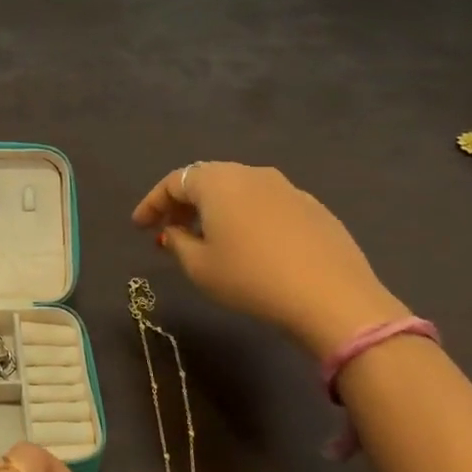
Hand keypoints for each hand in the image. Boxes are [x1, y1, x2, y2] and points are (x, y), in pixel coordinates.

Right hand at [132, 161, 405, 354]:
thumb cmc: (250, 278)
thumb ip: (177, 243)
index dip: (152, 203)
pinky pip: (266, 205)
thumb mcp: (199, 267)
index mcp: (218, 182)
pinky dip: (246, 218)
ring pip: (238, 191)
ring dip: (215, 210)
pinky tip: (248, 246)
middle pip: (207, 180)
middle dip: (183, 204)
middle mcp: (251, 174)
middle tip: (168, 229)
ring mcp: (287, 189)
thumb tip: (173, 231)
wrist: (332, 297)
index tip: (139, 226)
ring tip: (206, 239)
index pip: (174, 182)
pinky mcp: (314, 208)